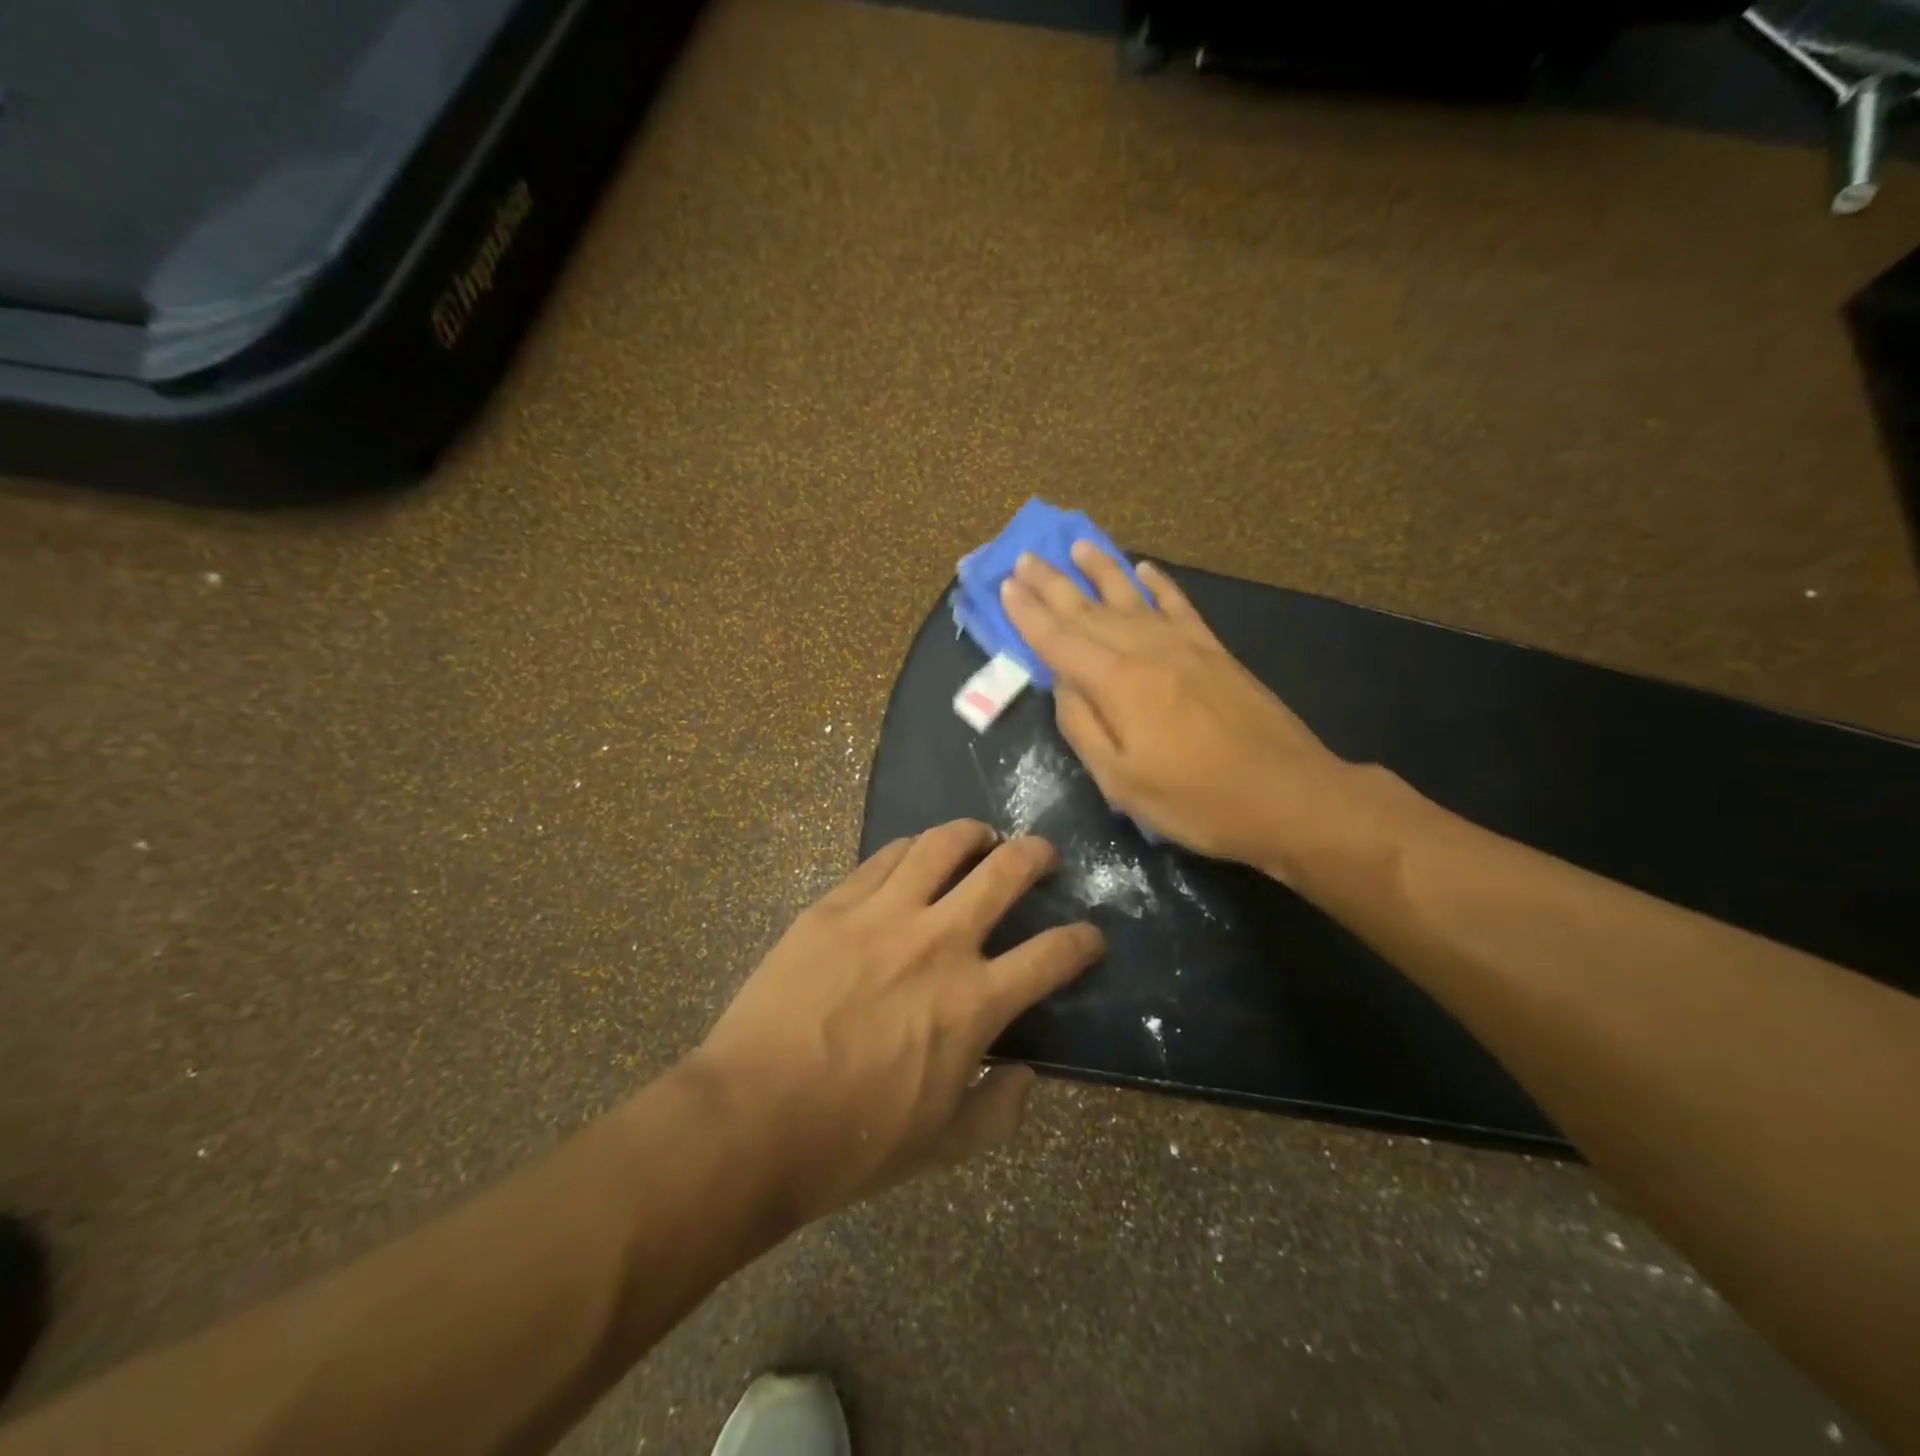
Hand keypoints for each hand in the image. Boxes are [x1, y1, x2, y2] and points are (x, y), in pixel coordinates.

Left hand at [688, 822, 1101, 1224]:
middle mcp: (939, 942)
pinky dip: (912, 848)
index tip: (1090, 935)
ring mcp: (883, 914)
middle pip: (1006, 871)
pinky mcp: (835, 904)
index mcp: (975, 1002)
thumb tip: (1027, 1076)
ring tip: (981, 837)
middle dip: (1037, 855)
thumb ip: (998, 1112)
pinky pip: (884, 857)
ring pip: (942, 844)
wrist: (750, 1120)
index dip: (1083, 940)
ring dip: (973, 834)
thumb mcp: (942, 1147)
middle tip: (1043, 855)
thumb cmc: (852, 1143)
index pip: (1053, 954)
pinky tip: (915, 854)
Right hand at [999, 542, 1351, 874]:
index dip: (1028, 613)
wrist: (1289, 795)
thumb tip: (1061, 685)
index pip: (1059, 640)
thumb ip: (1083, 727)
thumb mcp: (1121, 781)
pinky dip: (1159, 584)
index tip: (1004, 586)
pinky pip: (1179, 605)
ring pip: (1131, 596)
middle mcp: (1147, 650)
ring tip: (1076, 545)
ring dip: (1100, 569)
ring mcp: (1185, 646)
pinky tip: (1145, 568)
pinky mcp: (1215, 652)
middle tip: (1024, 558)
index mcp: (1117, 683)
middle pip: (1089, 610)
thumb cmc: (1197, 800)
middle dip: (1052, 584)